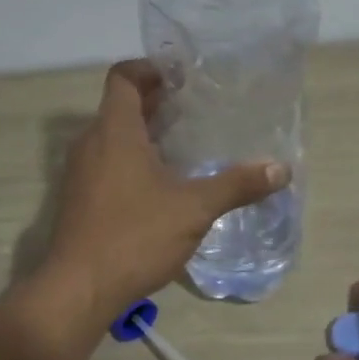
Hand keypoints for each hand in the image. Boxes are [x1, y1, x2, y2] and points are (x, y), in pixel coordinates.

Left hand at [43, 61, 288, 317]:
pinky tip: (163, 186)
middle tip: (196, 109)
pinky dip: (133, 161)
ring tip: (185, 146)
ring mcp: (80, 174)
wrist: (78, 290)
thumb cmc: (134, 236)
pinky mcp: (79, 200)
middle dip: (156, 103)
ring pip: (113, 138)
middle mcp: (91, 144)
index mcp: (114, 131)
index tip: (182, 77)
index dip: (151, 69)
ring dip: (145, 134)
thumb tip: (280, 169)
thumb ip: (237, 185)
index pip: (123, 78)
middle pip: (120, 106)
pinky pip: (107, 164)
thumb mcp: (194, 209)